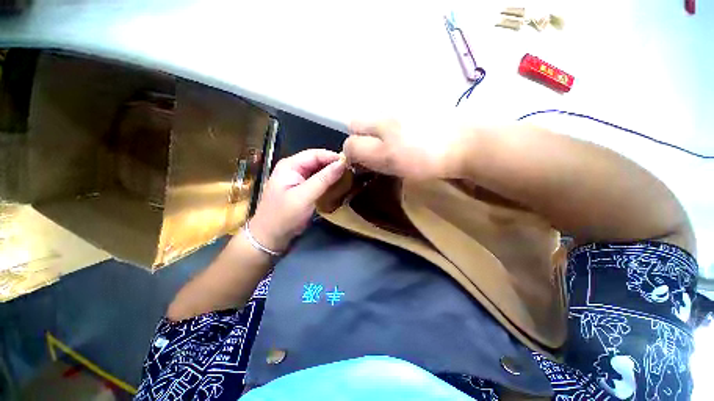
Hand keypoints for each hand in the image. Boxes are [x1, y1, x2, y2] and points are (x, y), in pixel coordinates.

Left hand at [249, 149, 345, 251]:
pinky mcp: (302, 189)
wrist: (270, 237)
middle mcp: (293, 168)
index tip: (350, 163)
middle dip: (333, 165)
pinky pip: (317, 181)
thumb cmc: (284, 215)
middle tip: (352, 171)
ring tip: (348, 178)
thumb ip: (323, 179)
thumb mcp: (304, 196)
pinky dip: (328, 182)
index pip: (315, 154)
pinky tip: (338, 186)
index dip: (333, 157)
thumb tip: (342, 164)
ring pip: (318, 171)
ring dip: (332, 174)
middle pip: (317, 161)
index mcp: (290, 165)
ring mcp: (297, 179)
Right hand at [343, 118, 466, 179]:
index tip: (363, 164)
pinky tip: (410, 142)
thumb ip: (361, 151)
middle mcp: (387, 110)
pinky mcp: (420, 110)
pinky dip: (396, 132)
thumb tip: (348, 149)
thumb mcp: (386, 158)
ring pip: (380, 122)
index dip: (353, 149)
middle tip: (379, 157)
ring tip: (396, 151)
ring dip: (380, 136)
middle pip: (364, 122)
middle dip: (365, 140)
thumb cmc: (422, 156)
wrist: (465, 144)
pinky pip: (397, 120)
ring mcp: (405, 108)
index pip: (352, 130)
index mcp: (378, 122)